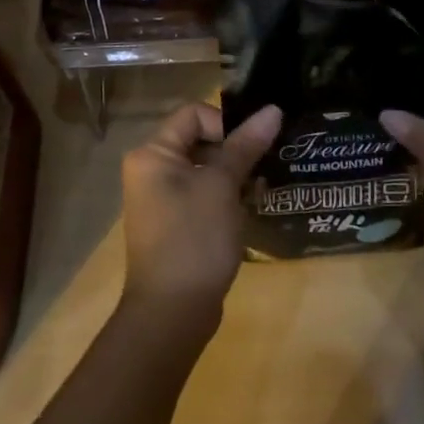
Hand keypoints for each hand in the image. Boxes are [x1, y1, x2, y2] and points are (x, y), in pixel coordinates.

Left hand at [119, 102, 282, 322]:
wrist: (172, 313)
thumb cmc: (194, 239)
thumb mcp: (223, 186)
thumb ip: (246, 145)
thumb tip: (273, 109)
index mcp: (152, 153)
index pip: (194, 114)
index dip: (226, 123)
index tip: (251, 148)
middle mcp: (150, 170)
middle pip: (199, 139)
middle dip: (234, 150)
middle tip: (263, 169)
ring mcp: (160, 198)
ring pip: (204, 168)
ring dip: (233, 175)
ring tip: (259, 191)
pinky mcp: (173, 223)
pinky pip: (201, 193)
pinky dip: (224, 196)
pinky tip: (248, 210)